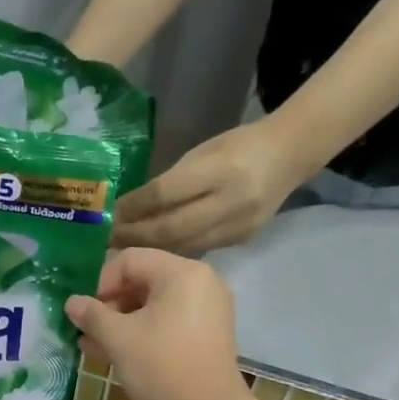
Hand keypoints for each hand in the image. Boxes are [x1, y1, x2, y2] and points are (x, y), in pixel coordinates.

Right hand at [64, 249, 245, 399]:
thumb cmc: (160, 367)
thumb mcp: (118, 338)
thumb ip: (92, 315)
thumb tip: (71, 302)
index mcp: (181, 273)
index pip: (130, 260)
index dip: (101, 282)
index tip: (86, 311)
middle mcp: (200, 283)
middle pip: (144, 280)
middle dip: (110, 304)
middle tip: (87, 329)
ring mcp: (208, 310)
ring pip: (154, 305)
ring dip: (122, 322)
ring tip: (94, 345)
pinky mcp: (208, 335)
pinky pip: (169, 322)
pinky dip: (144, 332)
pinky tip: (117, 354)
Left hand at [113, 119, 301, 253]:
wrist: (290, 156)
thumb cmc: (239, 146)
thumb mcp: (202, 153)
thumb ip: (171, 182)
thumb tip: (131, 208)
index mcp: (220, 169)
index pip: (165, 194)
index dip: (134, 207)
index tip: (110, 214)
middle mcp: (231, 201)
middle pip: (172, 227)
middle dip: (135, 235)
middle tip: (108, 239)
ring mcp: (239, 225)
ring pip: (183, 245)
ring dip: (150, 249)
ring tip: (123, 250)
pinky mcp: (242, 241)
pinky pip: (199, 250)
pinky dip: (173, 252)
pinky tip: (154, 253)